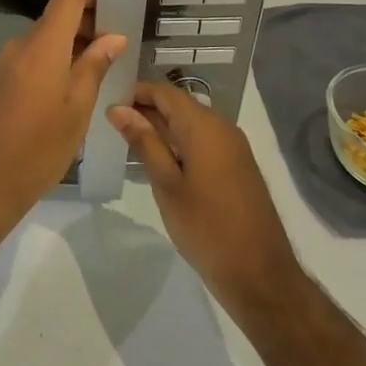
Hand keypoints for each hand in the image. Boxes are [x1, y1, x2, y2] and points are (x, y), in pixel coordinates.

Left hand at [0, 0, 126, 222]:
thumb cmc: (37, 148)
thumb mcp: (76, 109)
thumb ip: (94, 67)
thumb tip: (113, 37)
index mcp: (42, 44)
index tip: (117, 6)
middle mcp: (19, 45)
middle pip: (56, 18)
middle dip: (88, 26)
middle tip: (117, 50)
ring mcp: (4, 63)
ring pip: (44, 41)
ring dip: (71, 49)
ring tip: (100, 74)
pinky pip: (30, 60)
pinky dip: (53, 64)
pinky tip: (70, 92)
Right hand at [107, 83, 305, 319]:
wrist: (259, 274)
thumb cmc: (206, 227)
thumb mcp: (167, 184)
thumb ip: (144, 142)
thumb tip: (118, 108)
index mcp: (204, 126)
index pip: (164, 92)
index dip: (135, 91)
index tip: (106, 101)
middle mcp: (222, 127)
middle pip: (178, 105)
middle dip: (145, 110)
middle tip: (110, 123)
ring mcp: (233, 147)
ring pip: (190, 124)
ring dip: (161, 128)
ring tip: (127, 141)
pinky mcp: (237, 166)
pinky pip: (203, 141)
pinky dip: (179, 143)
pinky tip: (158, 160)